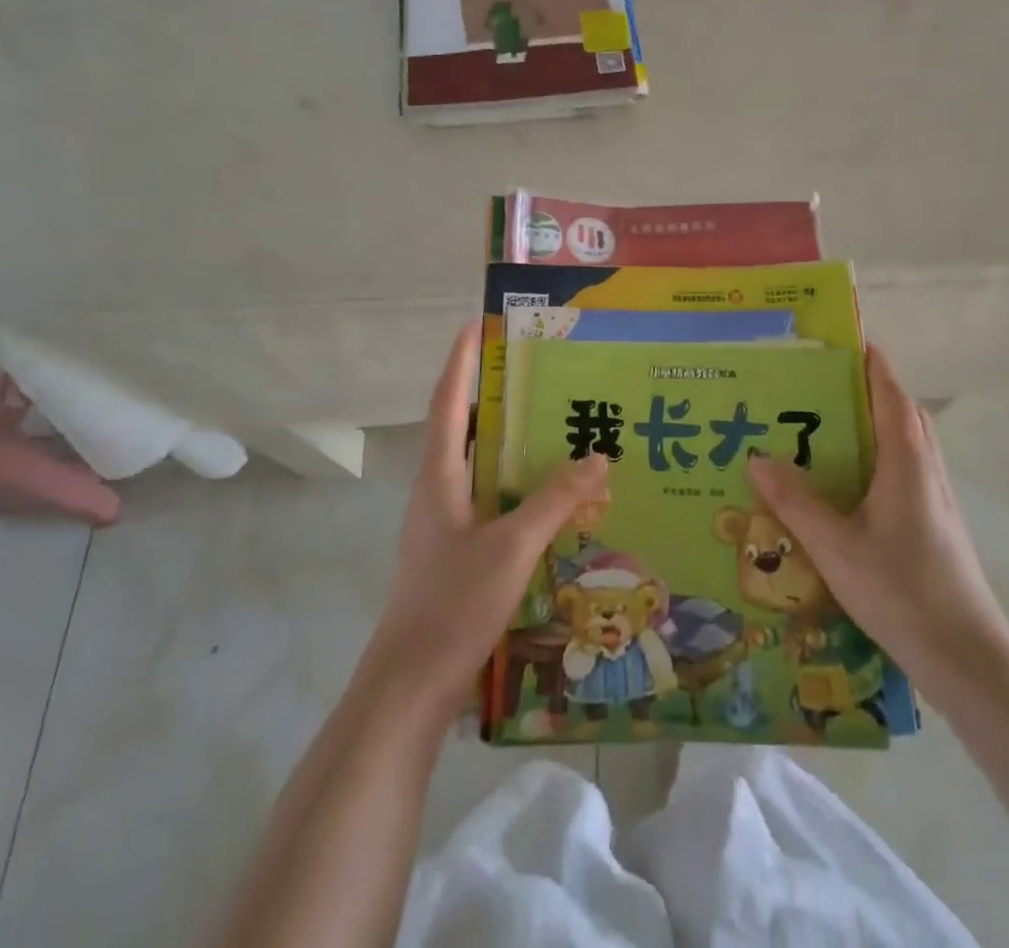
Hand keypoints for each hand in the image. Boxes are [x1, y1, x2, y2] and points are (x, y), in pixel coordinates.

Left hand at [363, 322, 608, 722]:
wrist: (411, 685)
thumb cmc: (453, 604)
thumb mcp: (511, 547)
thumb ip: (554, 500)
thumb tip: (598, 458)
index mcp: (439, 476)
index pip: (449, 402)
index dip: (461, 360)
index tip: (479, 323)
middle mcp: (438, 489)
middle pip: (463, 425)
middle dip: (492, 392)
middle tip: (536, 368)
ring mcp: (445, 521)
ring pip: (478, 463)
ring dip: (507, 438)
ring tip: (551, 419)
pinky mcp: (457, 549)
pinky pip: (489, 496)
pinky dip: (515, 480)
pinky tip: (549, 491)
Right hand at [750, 345, 1008, 702]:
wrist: (967, 659)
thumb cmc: (902, 591)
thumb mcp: (835, 547)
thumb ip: (795, 501)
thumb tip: (756, 457)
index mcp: (906, 462)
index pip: (891, 394)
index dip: (872, 363)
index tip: (845, 338)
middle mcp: (926, 469)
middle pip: (903, 412)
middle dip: (869, 388)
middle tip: (823, 382)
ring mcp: (936, 498)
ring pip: (908, 442)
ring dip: (877, 421)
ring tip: (830, 424)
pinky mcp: (936, 523)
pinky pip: (907, 469)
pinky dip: (881, 455)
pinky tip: (850, 482)